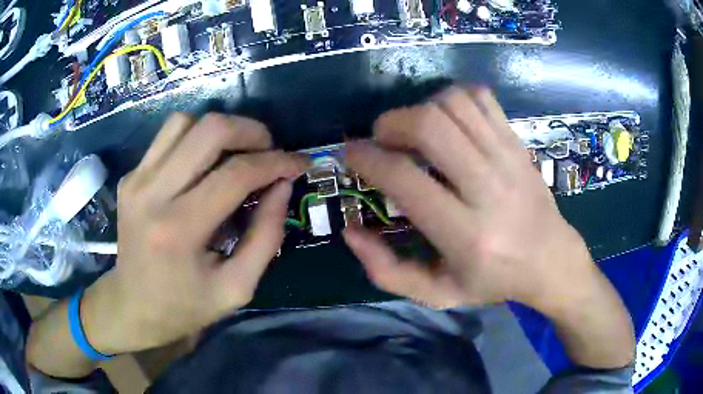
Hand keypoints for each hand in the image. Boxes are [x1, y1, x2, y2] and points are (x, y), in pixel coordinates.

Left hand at [83, 113, 307, 353]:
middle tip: (268, 150)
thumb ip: (266, 236)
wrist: (134, 307)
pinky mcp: (130, 177)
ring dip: (219, 130)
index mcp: (179, 230)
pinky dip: (194, 138)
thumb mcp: (238, 287)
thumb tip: (282, 185)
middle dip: (250, 131)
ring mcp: (136, 180)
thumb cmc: (186, 307)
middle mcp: (152, 194)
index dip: (276, 162)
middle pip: (209, 130)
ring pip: (184, 122)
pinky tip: (204, 164)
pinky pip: (166, 136)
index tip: (299, 163)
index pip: (236, 174)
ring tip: (236, 153)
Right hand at [344, 87, 633, 367]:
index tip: (352, 153)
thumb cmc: (493, 281)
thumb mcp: (436, 294)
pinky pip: (481, 98)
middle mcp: (488, 189)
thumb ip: (387, 271)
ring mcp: (508, 159)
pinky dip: (454, 98)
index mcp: (466, 235)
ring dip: (422, 108)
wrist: (550, 260)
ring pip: (454, 104)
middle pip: (430, 126)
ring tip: (416, 131)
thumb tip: (350, 231)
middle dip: (392, 122)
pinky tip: (449, 119)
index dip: (367, 158)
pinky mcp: (518, 142)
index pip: (405, 179)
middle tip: (383, 138)